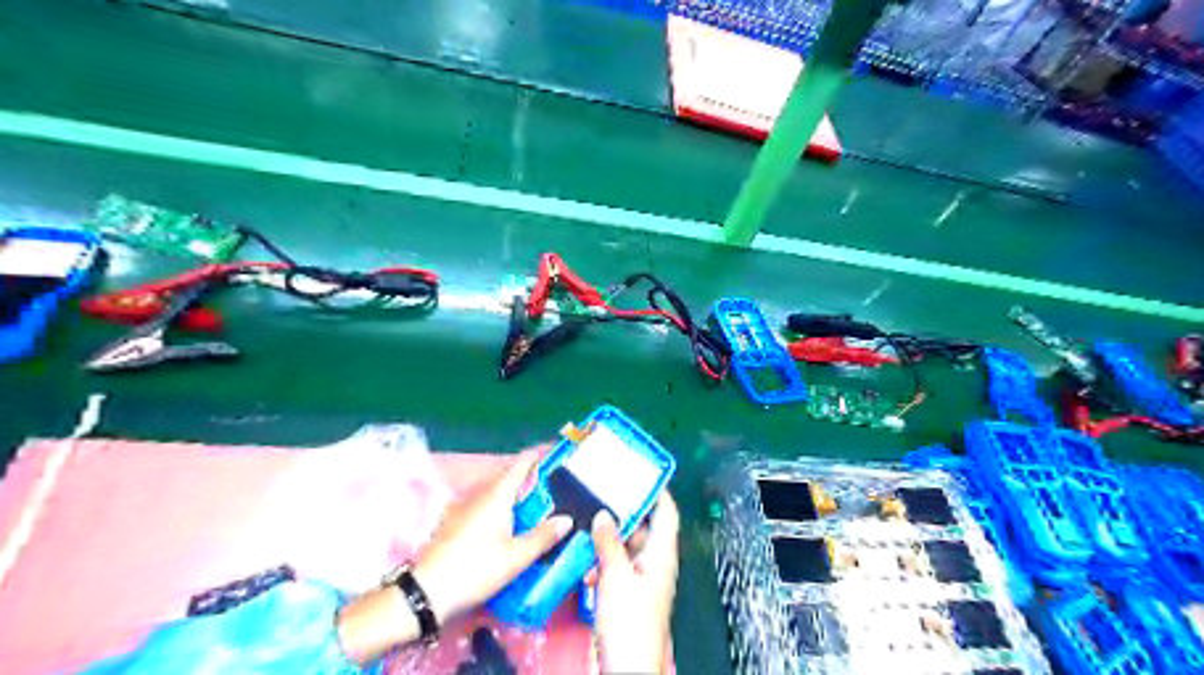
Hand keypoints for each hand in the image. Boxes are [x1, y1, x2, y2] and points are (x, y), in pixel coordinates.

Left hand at [411, 452, 569, 623]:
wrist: (427, 592)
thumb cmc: (475, 568)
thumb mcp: (516, 557)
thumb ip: (543, 537)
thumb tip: (567, 519)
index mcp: (497, 495)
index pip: (520, 465)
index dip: (537, 457)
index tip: (554, 454)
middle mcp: (480, 495)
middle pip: (507, 478)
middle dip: (528, 478)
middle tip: (551, 487)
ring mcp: (464, 509)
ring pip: (495, 494)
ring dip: (513, 495)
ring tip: (533, 507)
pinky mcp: (454, 524)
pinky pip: (484, 507)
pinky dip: (500, 509)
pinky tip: (506, 527)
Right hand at [592, 493, 675, 672]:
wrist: (628, 669)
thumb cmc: (627, 620)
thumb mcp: (615, 576)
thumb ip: (609, 542)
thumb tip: (605, 513)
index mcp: (661, 553)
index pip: (667, 512)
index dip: (657, 490)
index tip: (638, 472)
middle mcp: (656, 561)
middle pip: (645, 526)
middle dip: (623, 514)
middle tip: (601, 495)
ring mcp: (644, 577)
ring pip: (629, 546)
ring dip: (609, 540)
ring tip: (588, 530)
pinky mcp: (631, 592)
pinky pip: (620, 566)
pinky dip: (605, 562)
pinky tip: (587, 566)